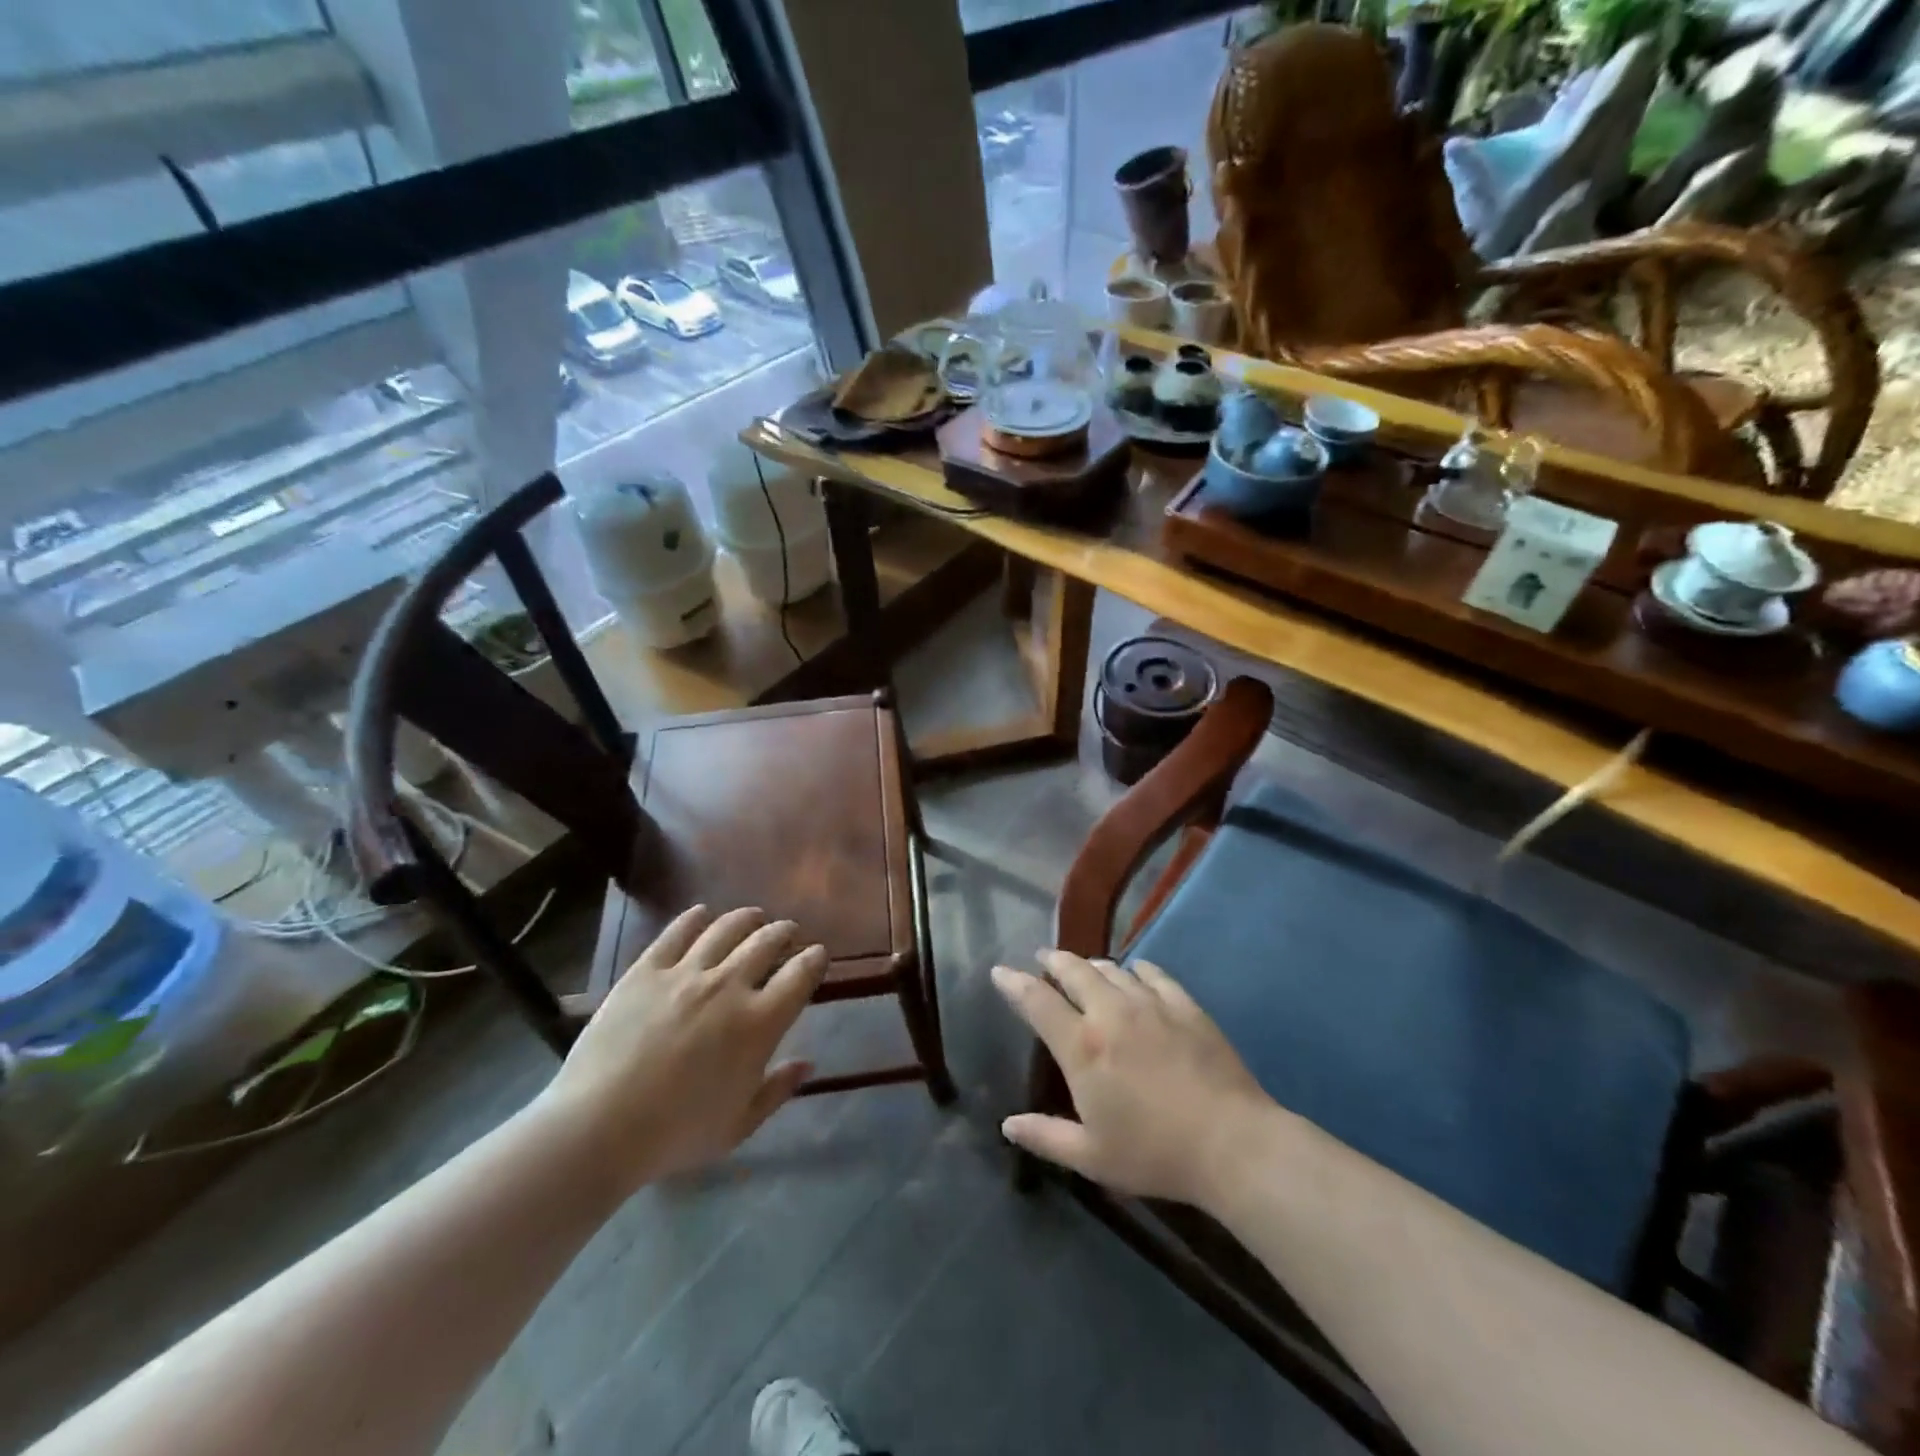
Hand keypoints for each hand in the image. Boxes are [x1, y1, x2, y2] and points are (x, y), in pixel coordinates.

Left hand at [538, 906, 827, 1194]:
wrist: (598, 1127)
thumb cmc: (675, 1134)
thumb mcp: (738, 1126)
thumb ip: (777, 1090)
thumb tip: (808, 1063)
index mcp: (759, 1023)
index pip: (800, 975)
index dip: (814, 959)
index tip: (817, 955)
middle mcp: (729, 986)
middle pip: (766, 942)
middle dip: (784, 931)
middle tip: (787, 931)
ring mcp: (686, 973)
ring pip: (726, 929)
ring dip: (747, 918)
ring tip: (753, 917)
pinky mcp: (646, 970)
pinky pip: (676, 932)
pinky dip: (694, 918)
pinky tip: (701, 914)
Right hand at [993, 950, 1274, 1207]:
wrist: (1231, 1143)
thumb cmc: (1154, 1154)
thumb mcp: (1091, 1157)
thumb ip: (1045, 1137)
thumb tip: (1007, 1125)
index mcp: (1082, 1047)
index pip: (1037, 1001)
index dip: (1014, 983)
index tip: (1000, 971)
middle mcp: (1110, 1012)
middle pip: (1074, 971)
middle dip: (1053, 961)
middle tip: (1044, 959)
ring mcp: (1150, 1004)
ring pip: (1112, 969)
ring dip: (1092, 965)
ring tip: (1086, 968)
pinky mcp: (1185, 1005)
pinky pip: (1154, 974)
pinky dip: (1137, 969)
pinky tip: (1137, 972)